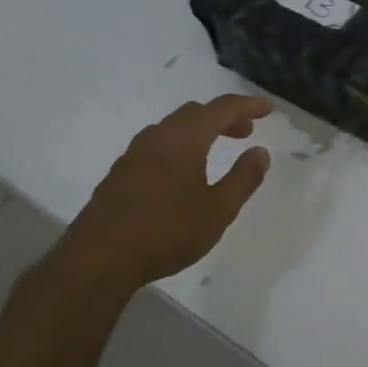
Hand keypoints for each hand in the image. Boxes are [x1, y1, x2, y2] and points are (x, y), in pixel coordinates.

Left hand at [52, 94, 273, 294]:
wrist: (98, 260)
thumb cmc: (166, 232)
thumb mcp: (218, 210)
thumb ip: (243, 178)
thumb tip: (260, 152)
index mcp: (183, 139)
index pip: (221, 109)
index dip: (247, 105)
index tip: (269, 109)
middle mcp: (156, 138)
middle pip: (194, 113)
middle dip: (223, 117)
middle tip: (246, 132)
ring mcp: (133, 155)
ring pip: (173, 128)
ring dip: (200, 131)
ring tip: (217, 150)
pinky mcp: (120, 174)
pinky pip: (157, 145)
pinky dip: (180, 146)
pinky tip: (184, 173)